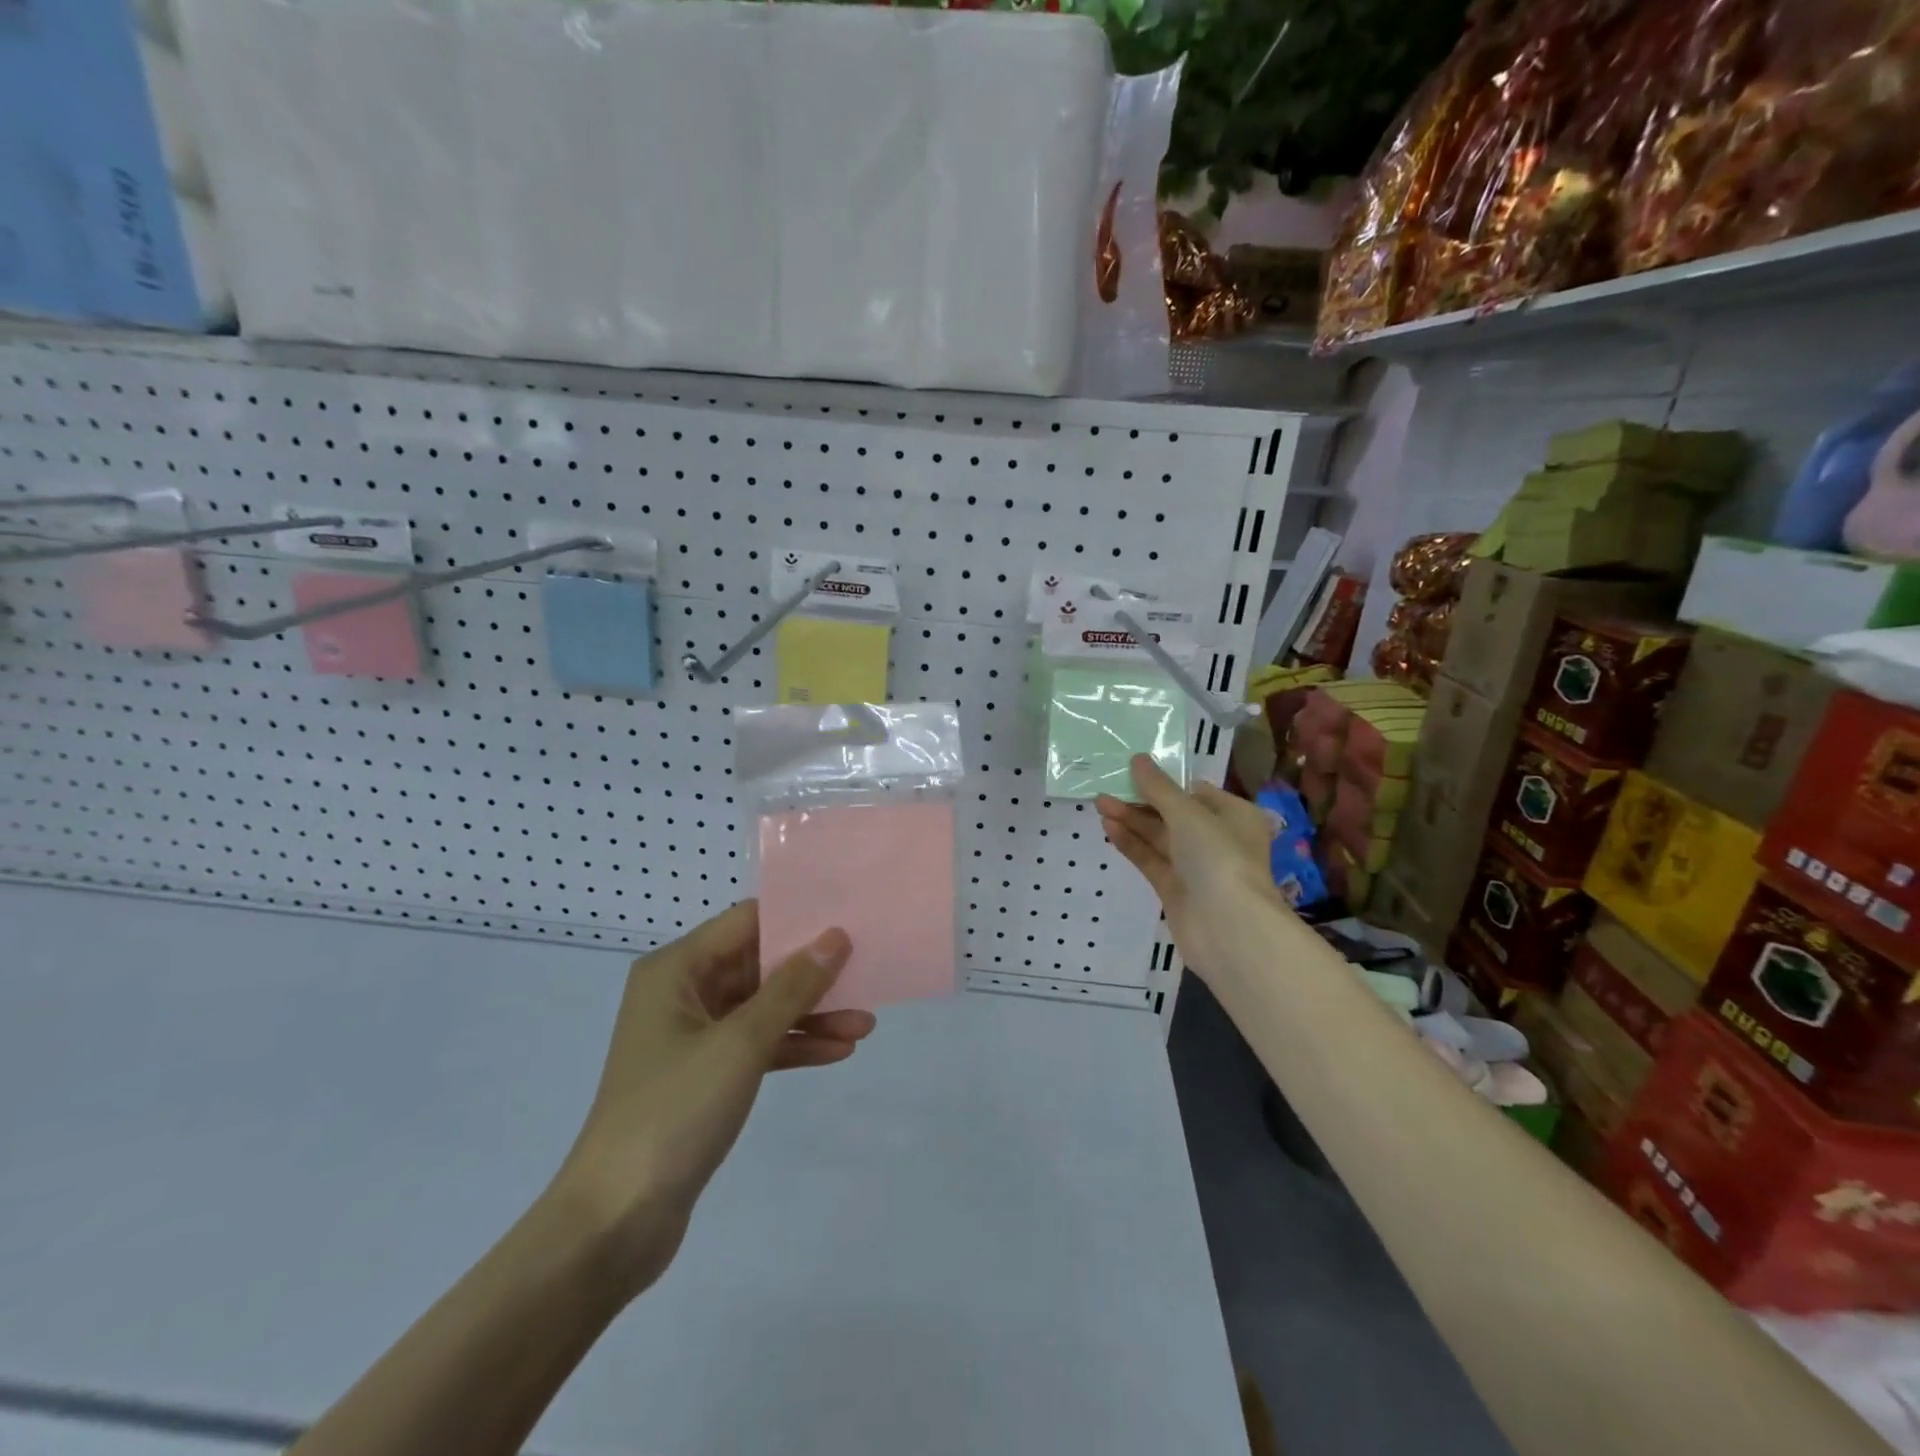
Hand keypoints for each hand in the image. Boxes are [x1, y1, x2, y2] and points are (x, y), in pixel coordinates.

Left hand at [548, 901, 874, 1300]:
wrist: (614, 1223)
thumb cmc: (673, 1112)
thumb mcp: (741, 1042)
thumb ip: (792, 987)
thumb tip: (835, 937)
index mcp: (677, 969)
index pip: (747, 921)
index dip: (798, 917)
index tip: (848, 917)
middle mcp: (683, 992)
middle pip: (760, 964)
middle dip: (813, 972)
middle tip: (868, 969)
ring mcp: (694, 1036)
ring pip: (764, 1007)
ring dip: (813, 1014)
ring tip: (866, 1023)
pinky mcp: (706, 1076)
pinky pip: (759, 1045)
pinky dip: (795, 1046)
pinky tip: (840, 1051)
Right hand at [1096, 755, 1284, 986]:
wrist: (1229, 928)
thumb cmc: (1219, 857)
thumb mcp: (1188, 813)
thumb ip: (1158, 788)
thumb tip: (1138, 759)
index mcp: (1234, 815)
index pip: (1196, 792)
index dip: (1165, 781)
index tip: (1133, 771)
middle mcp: (1218, 839)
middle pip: (1173, 814)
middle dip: (1141, 801)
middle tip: (1107, 787)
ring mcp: (1196, 867)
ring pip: (1159, 837)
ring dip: (1131, 820)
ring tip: (1099, 803)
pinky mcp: (1176, 890)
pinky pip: (1151, 859)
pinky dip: (1131, 844)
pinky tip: (1109, 828)